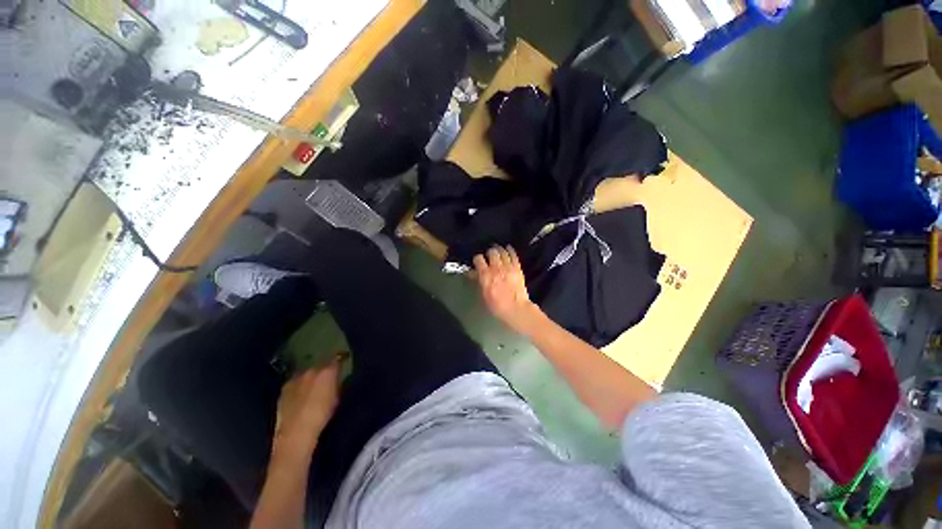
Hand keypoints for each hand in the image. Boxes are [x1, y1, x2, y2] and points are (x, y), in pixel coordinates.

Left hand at [273, 355, 342, 454]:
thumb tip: (338, 379)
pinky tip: (300, 397)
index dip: (340, 361)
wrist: (295, 433)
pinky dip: (299, 387)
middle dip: (323, 371)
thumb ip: (337, 385)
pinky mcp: (283, 390)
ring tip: (313, 389)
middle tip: (327, 380)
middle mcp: (310, 371)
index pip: (336, 360)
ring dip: (310, 379)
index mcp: (326, 372)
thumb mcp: (336, 399)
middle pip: (319, 366)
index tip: (343, 362)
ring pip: (306, 375)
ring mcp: (294, 380)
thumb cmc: (322, 416)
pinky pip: (295, 384)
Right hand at [473, 246, 540, 333]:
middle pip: (491, 252)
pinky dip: (510, 250)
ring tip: (497, 249)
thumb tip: (474, 273)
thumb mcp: (484, 294)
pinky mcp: (517, 268)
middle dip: (489, 253)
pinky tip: (508, 248)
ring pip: (502, 251)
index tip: (478, 261)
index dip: (477, 259)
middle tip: (488, 255)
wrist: (516, 309)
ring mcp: (508, 267)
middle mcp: (496, 268)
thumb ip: (479, 281)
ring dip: (499, 249)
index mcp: (486, 275)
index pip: (478, 259)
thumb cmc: (497, 306)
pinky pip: (514, 255)